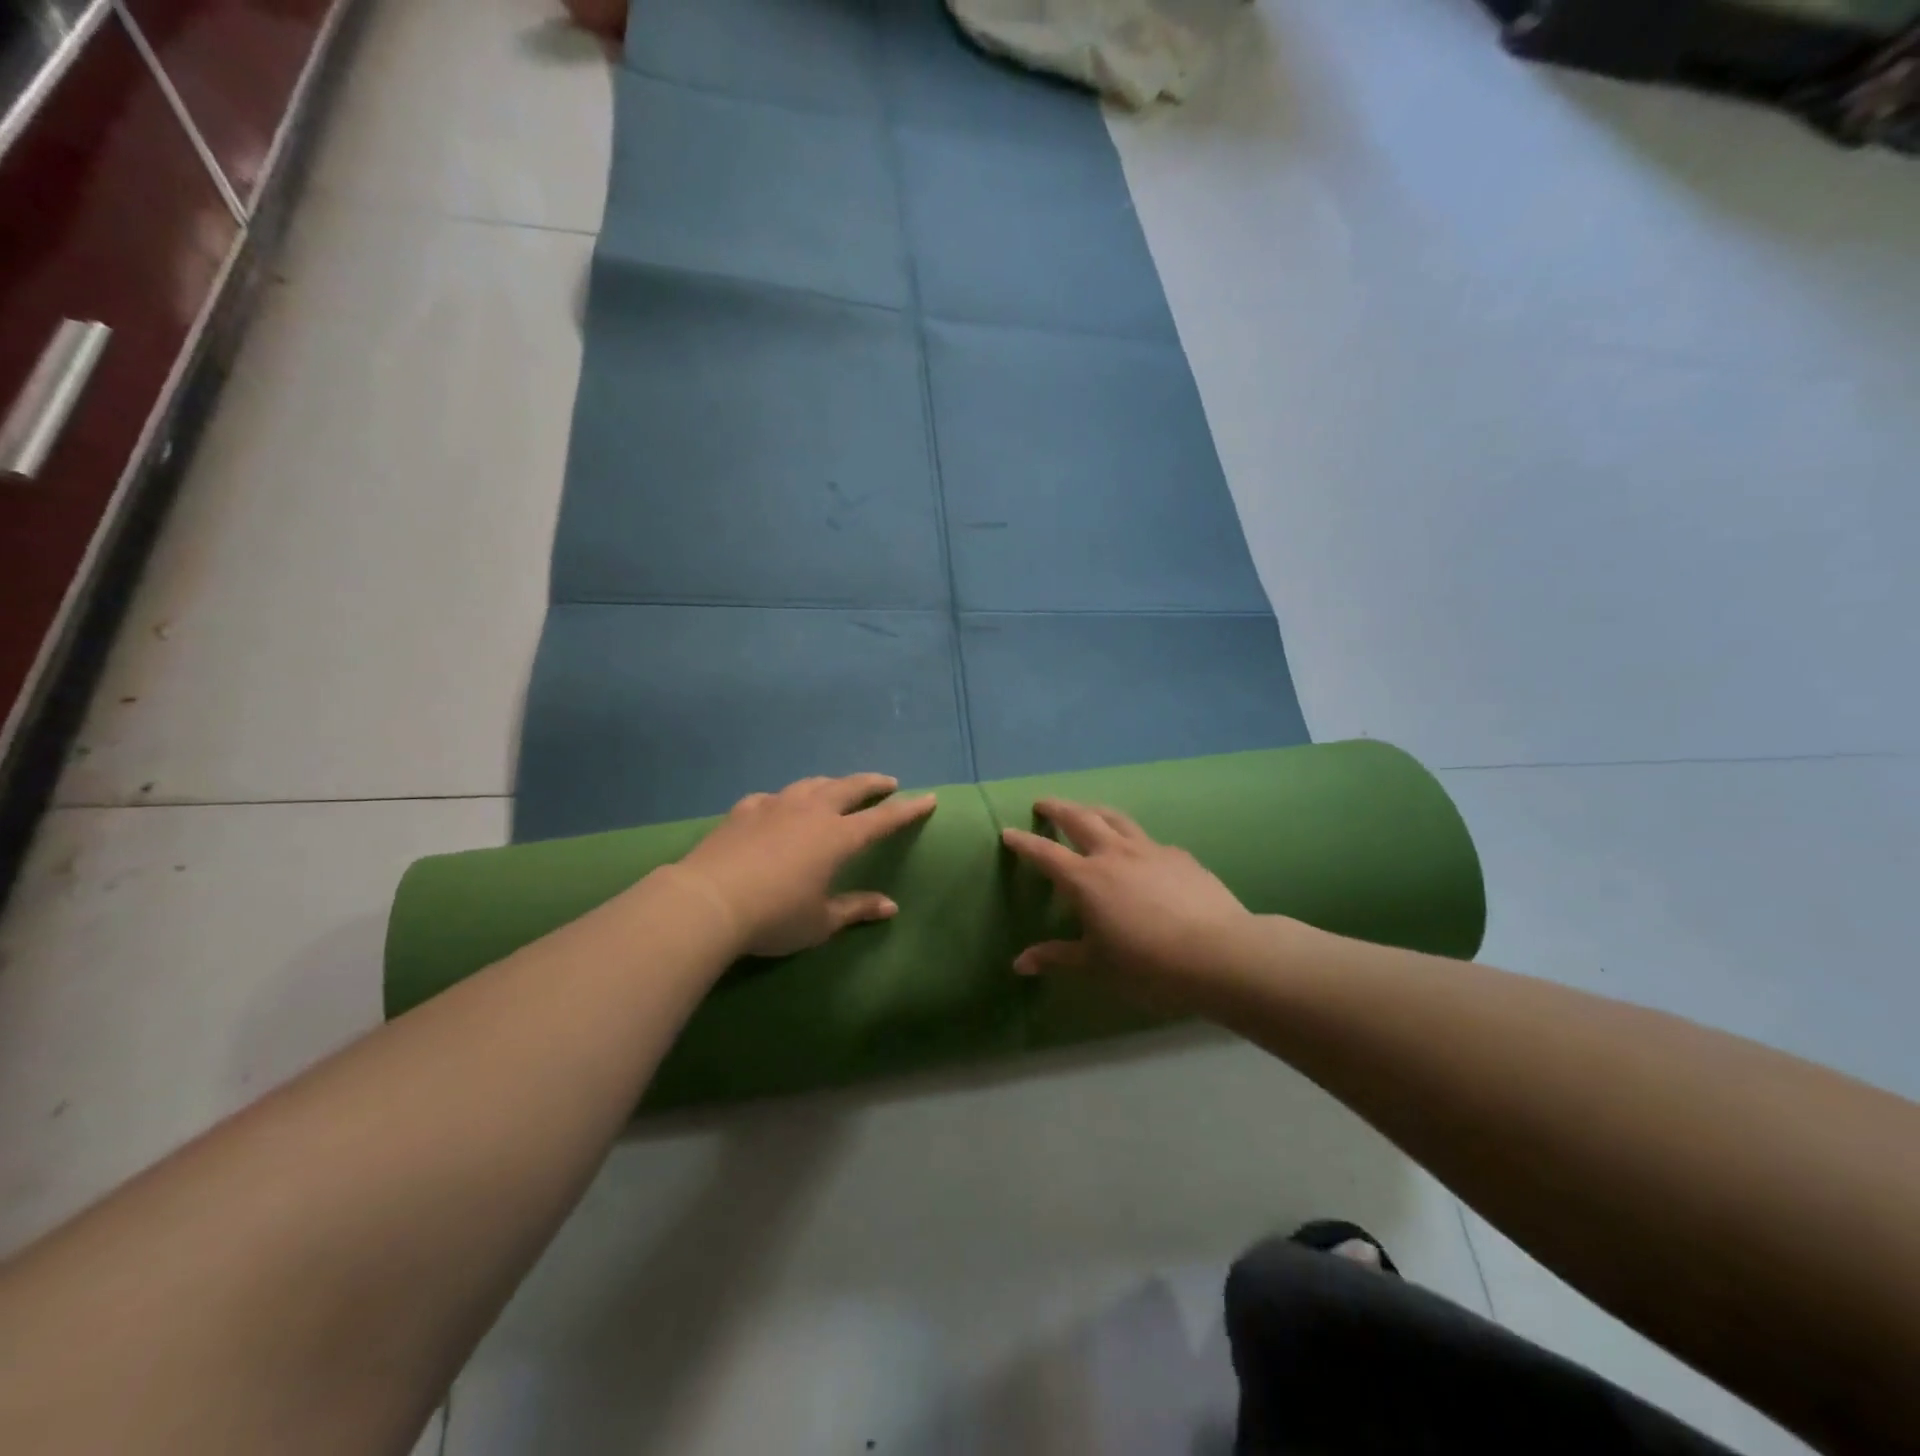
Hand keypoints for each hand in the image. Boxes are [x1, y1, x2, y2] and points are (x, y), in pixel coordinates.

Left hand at [673, 774, 936, 957]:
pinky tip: (779, 806)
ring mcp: (775, 806)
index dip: (908, 809)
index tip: (928, 798)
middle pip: (849, 788)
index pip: (883, 819)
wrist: (708, 901)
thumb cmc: (774, 916)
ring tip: (838, 788)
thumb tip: (890, 907)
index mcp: (837, 837)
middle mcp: (811, 812)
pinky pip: (773, 798)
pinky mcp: (744, 810)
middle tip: (887, 782)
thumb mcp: (820, 921)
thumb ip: (856, 909)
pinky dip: (786, 800)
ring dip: (832, 784)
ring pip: (812, 784)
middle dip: (872, 783)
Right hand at [1001, 800, 1255, 993]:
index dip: (1024, 842)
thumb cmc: (1148, 965)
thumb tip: (1019, 964)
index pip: (1045, 853)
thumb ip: (1057, 957)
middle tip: (1044, 803)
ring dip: (1094, 810)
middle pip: (1079, 818)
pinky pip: (1148, 840)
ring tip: (1087, 810)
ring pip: (1115, 818)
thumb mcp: (1097, 965)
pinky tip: (1140, 852)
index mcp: (1086, 879)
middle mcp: (1113, 854)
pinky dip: (1133, 838)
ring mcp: (1149, 850)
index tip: (1008, 831)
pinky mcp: (1179, 855)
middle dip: (1058, 808)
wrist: (1219, 953)